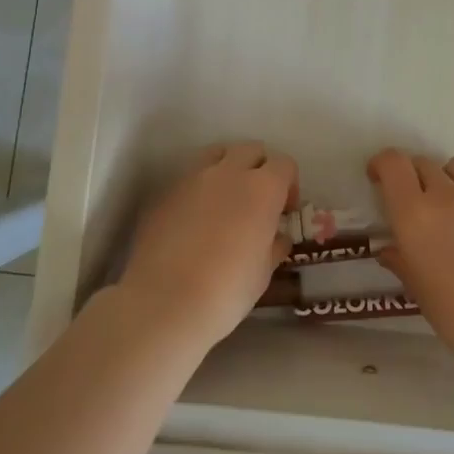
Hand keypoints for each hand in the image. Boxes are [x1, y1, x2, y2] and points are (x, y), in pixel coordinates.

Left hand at [119, 141, 297, 353]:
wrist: (164, 303)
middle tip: (257, 201)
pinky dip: (198, 189)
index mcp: (262, 188)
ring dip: (227, 168)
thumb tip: (277, 236)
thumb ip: (274, 245)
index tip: (285, 211)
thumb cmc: (227, 290)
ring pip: (216, 154)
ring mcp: (191, 178)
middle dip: (259, 168)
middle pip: (251, 150)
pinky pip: (188, 178)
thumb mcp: (264, 272)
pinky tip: (194, 220)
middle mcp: (228, 173)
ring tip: (225, 200)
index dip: (289, 184)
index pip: (284, 164)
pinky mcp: (164, 193)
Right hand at [366, 148, 453, 372]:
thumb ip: (401, 261)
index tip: (378, 179)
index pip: (393, 163)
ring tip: (448, 207)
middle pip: (423, 163)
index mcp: (415, 214)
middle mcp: (447, 196)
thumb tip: (390, 250)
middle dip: (411, 176)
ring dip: (445, 179)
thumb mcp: (418, 290)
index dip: (381, 164)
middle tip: (413, 202)